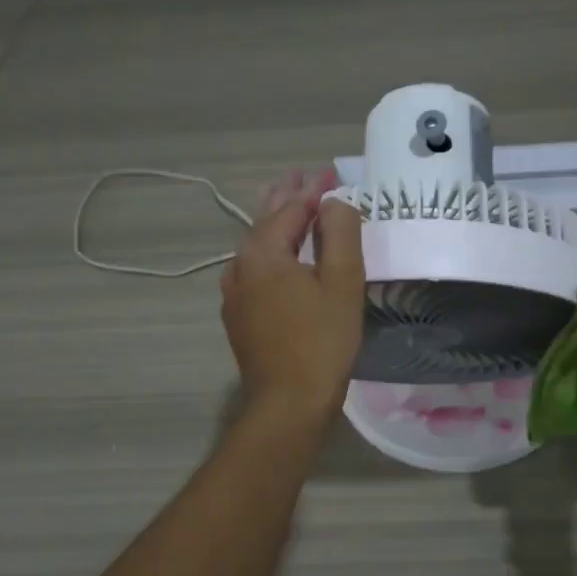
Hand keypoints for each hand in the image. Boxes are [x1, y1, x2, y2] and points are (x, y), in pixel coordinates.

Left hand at [221, 168, 364, 419]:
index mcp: (262, 252)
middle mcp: (240, 266)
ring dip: (277, 223)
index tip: (332, 172)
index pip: (290, 208)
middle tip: (304, 175)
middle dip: (287, 197)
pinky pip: (255, 270)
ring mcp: (234, 293)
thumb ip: (340, 233)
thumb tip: (334, 201)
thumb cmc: (321, 341)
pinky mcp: (238, 316)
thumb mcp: (342, 282)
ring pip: (257, 246)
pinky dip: (271, 253)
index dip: (314, 189)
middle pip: (265, 221)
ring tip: (292, 205)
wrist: (287, 402)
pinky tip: (280, 258)